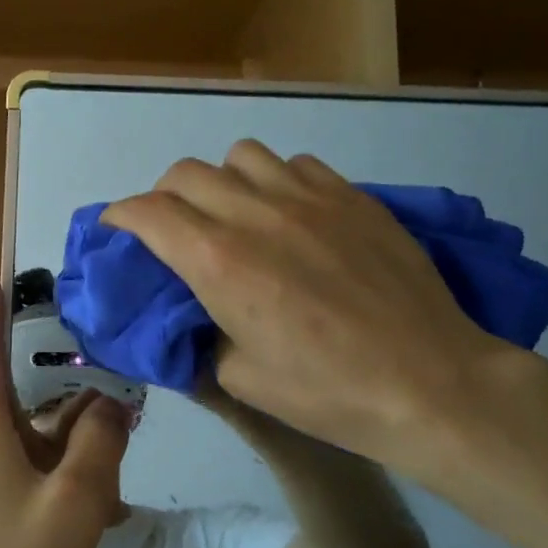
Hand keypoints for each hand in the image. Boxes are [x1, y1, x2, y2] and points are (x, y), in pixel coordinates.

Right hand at [104, 140, 506, 464]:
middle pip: (185, 173)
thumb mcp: (241, 379)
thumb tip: (199, 315)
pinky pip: (296, 164)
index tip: (117, 231)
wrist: (430, 383)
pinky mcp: (351, 195)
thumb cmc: (328, 392)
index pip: (147, 212)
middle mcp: (255, 214)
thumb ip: (205, 334)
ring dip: (222, 181)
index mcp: (219, 261)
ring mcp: (307, 196)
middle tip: (173, 230)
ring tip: (236, 214)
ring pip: (240, 155)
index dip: (120, 216)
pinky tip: (292, 214)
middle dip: (164, 197)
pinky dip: (276, 181)